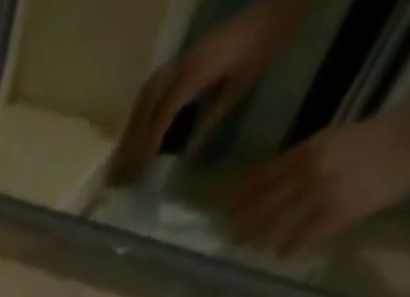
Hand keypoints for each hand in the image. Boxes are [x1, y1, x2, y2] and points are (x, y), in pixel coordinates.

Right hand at [118, 0, 311, 179]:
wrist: (281, 2)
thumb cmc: (266, 43)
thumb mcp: (240, 86)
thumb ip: (211, 118)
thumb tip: (186, 150)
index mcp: (196, 73)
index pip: (163, 113)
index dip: (150, 142)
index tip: (141, 167)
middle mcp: (183, 64)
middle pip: (147, 105)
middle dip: (136, 136)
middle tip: (128, 164)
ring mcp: (184, 56)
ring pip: (147, 94)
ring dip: (136, 122)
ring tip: (131, 147)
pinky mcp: (188, 55)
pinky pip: (157, 84)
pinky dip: (146, 106)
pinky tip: (145, 122)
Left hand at [228, 114, 409, 253]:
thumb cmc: (374, 140)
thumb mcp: (333, 140)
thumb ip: (299, 162)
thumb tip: (262, 189)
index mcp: (308, 150)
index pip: (261, 179)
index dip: (241, 199)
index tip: (227, 213)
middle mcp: (310, 173)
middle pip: (262, 207)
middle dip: (243, 226)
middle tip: (232, 239)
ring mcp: (322, 195)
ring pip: (277, 226)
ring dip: (261, 240)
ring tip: (253, 248)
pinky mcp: (336, 214)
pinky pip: (302, 238)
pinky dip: (289, 248)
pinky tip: (282, 253)